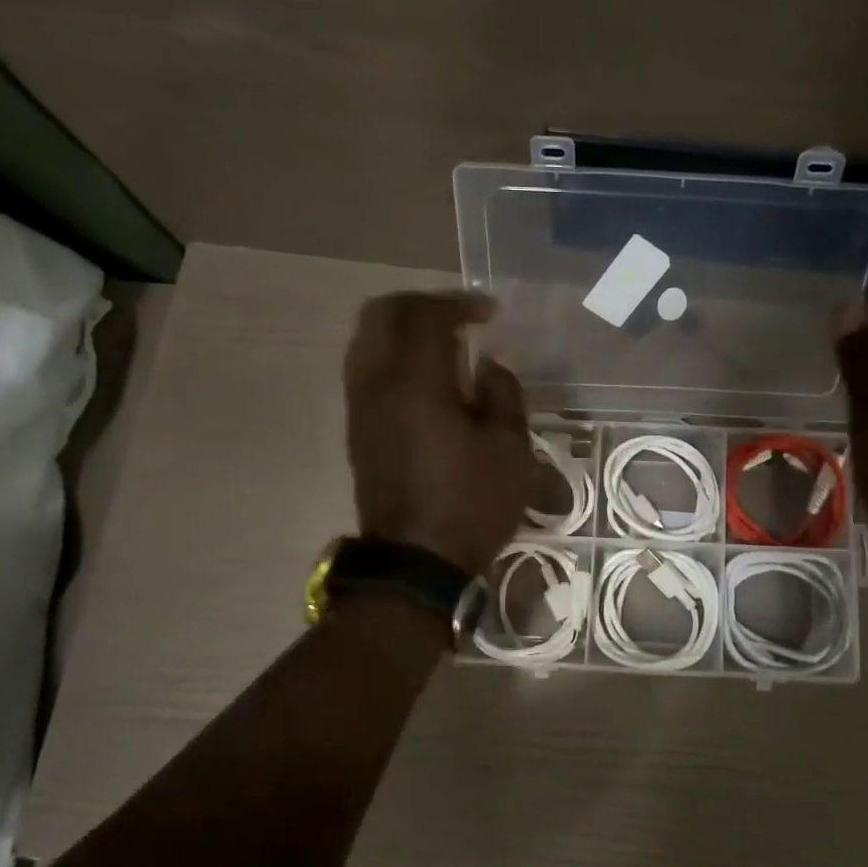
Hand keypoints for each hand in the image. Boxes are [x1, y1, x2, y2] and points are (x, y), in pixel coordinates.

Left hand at [344, 292, 533, 574]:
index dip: (459, 303)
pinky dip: (393, 356)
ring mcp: (360, 407)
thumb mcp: (510, 450)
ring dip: (403, 329)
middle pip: (381, 314)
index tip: (489, 311)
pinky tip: (426, 380)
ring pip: (366, 340)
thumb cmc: (471, 505)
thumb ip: (503, 394)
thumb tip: (488, 366)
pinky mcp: (357, 429)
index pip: (426, 316)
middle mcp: (377, 384)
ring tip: (443, 345)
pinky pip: (366, 369)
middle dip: (421, 305)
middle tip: (459, 318)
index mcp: (416, 384)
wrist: (415, 563)